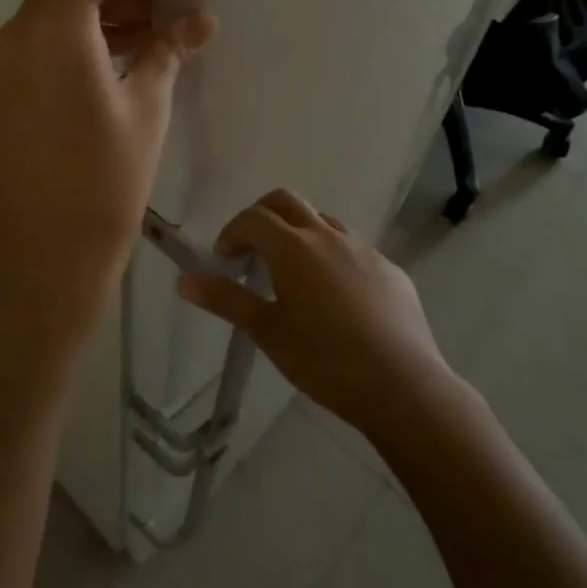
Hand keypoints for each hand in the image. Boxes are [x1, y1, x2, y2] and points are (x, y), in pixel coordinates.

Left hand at [0, 0, 214, 348]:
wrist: (49, 251)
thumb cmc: (109, 175)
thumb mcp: (147, 105)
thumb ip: (169, 49)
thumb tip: (202, 19)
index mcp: (54, 29)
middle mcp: (14, 36)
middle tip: (160, 10)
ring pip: (46, 18)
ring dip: (91, 18)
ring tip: (139, 39)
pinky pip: (30, 47)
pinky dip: (66, 43)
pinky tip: (102, 68)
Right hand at [178, 189, 449, 434]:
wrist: (402, 385)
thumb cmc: (324, 359)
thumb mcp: (267, 332)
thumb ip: (226, 300)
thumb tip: (184, 281)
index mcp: (293, 247)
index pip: (253, 217)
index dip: (233, 232)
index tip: (226, 261)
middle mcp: (328, 236)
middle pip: (287, 201)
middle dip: (262, 216)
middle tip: (252, 251)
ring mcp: (364, 250)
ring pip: (323, 222)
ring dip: (300, 234)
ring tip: (294, 276)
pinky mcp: (390, 270)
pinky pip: (354, 250)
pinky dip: (333, 258)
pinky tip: (338, 300)